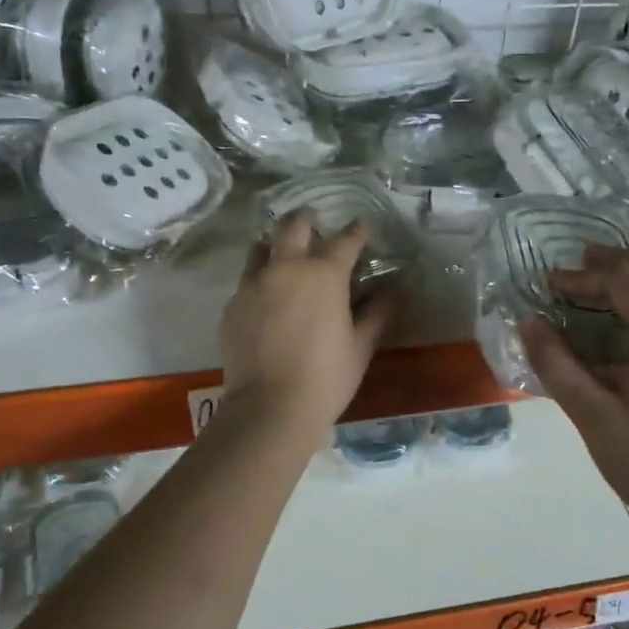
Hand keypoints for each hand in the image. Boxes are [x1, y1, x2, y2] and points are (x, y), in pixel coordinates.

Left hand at [219, 211, 399, 438]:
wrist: (269, 407)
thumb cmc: (326, 377)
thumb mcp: (361, 346)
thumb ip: (378, 313)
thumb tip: (396, 291)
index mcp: (324, 274)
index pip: (344, 241)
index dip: (356, 232)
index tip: (362, 227)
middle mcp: (285, 268)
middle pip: (293, 227)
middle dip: (306, 220)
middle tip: (314, 223)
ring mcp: (253, 284)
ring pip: (261, 248)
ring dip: (275, 246)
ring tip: (284, 255)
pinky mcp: (232, 305)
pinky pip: (246, 280)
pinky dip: (259, 279)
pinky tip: (266, 297)